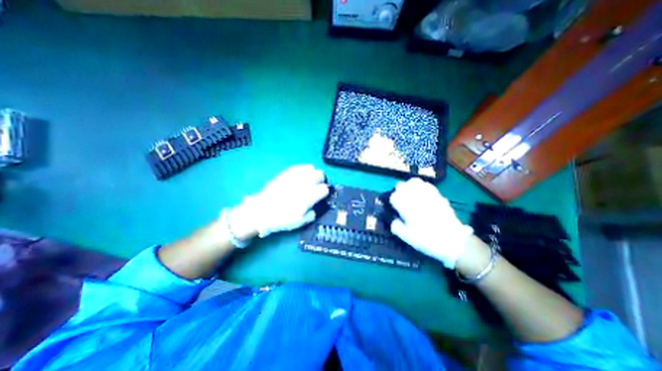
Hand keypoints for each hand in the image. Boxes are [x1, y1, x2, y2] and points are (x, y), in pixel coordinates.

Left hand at [229, 164, 329, 236]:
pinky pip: (299, 166)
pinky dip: (303, 170)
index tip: (322, 195)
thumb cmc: (282, 219)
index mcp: (309, 196)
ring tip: (308, 180)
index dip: (325, 192)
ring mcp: (294, 176)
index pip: (324, 189)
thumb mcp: (301, 222)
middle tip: (317, 186)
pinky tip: (301, 176)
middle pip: (320, 175)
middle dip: (321, 180)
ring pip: (311, 168)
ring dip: (312, 174)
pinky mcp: (286, 173)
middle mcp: (304, 183)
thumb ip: (313, 213)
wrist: (261, 211)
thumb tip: (315, 206)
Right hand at [389, 176, 472, 267]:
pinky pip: (427, 185)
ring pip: (414, 182)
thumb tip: (393, 219)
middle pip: (401, 185)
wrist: (453, 241)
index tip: (393, 205)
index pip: (393, 196)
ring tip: (409, 192)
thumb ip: (396, 226)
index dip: (391, 200)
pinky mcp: (437, 195)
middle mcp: (415, 197)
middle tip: (399, 198)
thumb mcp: (407, 237)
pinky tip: (422, 192)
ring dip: (408, 185)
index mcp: (406, 207)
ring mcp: (427, 194)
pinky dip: (421, 186)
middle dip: (398, 191)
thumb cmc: (427, 239)